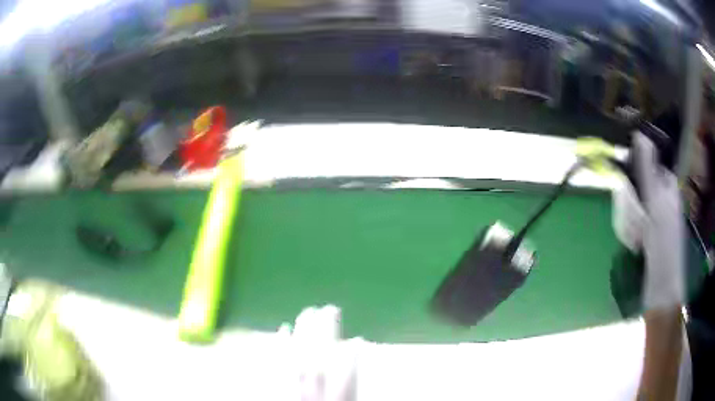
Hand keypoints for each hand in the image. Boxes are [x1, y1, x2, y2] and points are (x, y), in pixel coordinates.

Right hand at [632, 132, 684, 310]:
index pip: (642, 166)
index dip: (633, 177)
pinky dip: (627, 233)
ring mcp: (651, 215)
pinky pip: (628, 222)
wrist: (662, 287)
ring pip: (629, 205)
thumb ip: (648, 170)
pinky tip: (634, 245)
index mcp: (665, 185)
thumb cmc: (664, 245)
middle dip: (630, 207)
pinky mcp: (644, 232)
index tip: (631, 195)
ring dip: (628, 223)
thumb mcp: (657, 204)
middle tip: (638, 226)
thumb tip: (639, 135)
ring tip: (636, 241)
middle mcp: (658, 195)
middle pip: (633, 185)